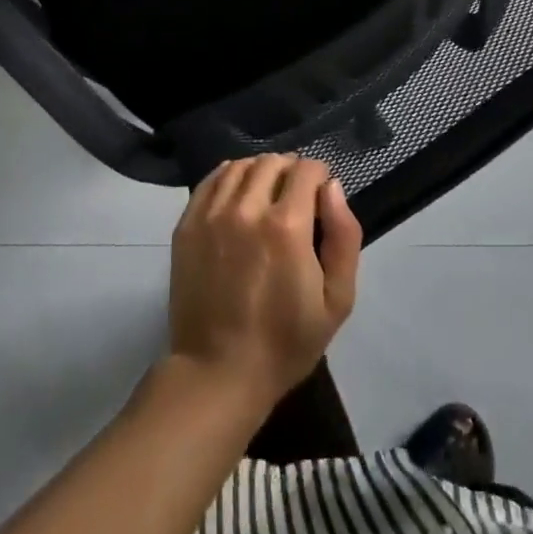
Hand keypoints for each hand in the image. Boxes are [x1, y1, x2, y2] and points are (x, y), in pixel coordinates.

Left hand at [167, 155, 360, 412]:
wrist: (218, 372)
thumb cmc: (285, 341)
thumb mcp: (337, 300)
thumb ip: (344, 236)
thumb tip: (332, 187)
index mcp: (287, 225)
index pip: (307, 169)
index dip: (319, 176)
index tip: (320, 197)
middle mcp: (247, 208)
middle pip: (273, 161)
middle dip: (290, 171)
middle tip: (295, 198)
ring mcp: (212, 214)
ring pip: (240, 166)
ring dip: (259, 172)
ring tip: (265, 196)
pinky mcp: (188, 224)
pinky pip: (211, 180)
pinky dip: (229, 178)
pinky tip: (237, 196)